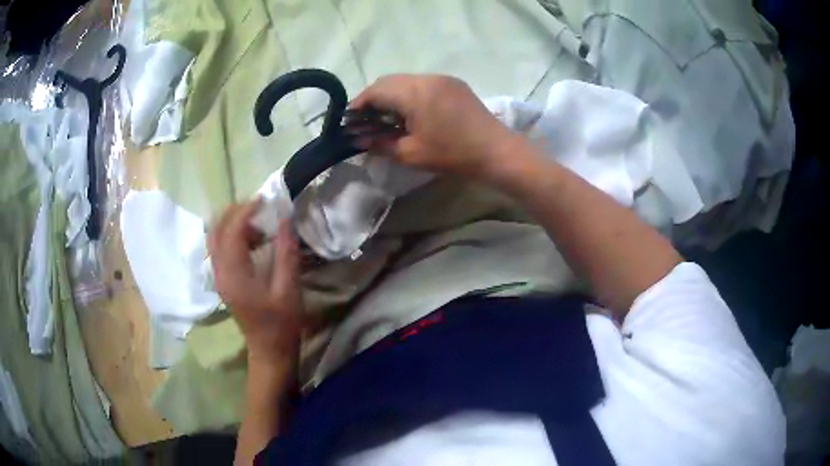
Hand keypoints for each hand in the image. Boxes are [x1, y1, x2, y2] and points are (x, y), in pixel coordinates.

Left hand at [208, 200, 302, 362]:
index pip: (231, 231)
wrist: (269, 350)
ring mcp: (219, 276)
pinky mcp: (223, 280)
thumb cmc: (282, 323)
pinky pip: (219, 248)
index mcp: (234, 274)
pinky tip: (252, 240)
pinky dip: (232, 235)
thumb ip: (286, 252)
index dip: (246, 210)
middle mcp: (220, 272)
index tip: (265, 199)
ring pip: (215, 237)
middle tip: (259, 206)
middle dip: (235, 212)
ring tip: (258, 223)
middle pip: (216, 229)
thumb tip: (285, 219)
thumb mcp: (289, 288)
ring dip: (232, 223)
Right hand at [350, 74, 519, 179]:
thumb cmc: (453, 155)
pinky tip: (411, 113)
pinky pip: (423, 83)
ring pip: (405, 81)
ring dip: (391, 96)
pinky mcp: (454, 84)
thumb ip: (380, 143)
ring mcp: (442, 78)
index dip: (358, 104)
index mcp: (414, 92)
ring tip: (387, 118)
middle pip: (389, 81)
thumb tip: (357, 139)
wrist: (497, 152)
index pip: (375, 90)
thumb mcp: (411, 153)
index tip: (349, 121)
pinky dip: (409, 94)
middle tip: (367, 121)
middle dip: (373, 99)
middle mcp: (426, 77)